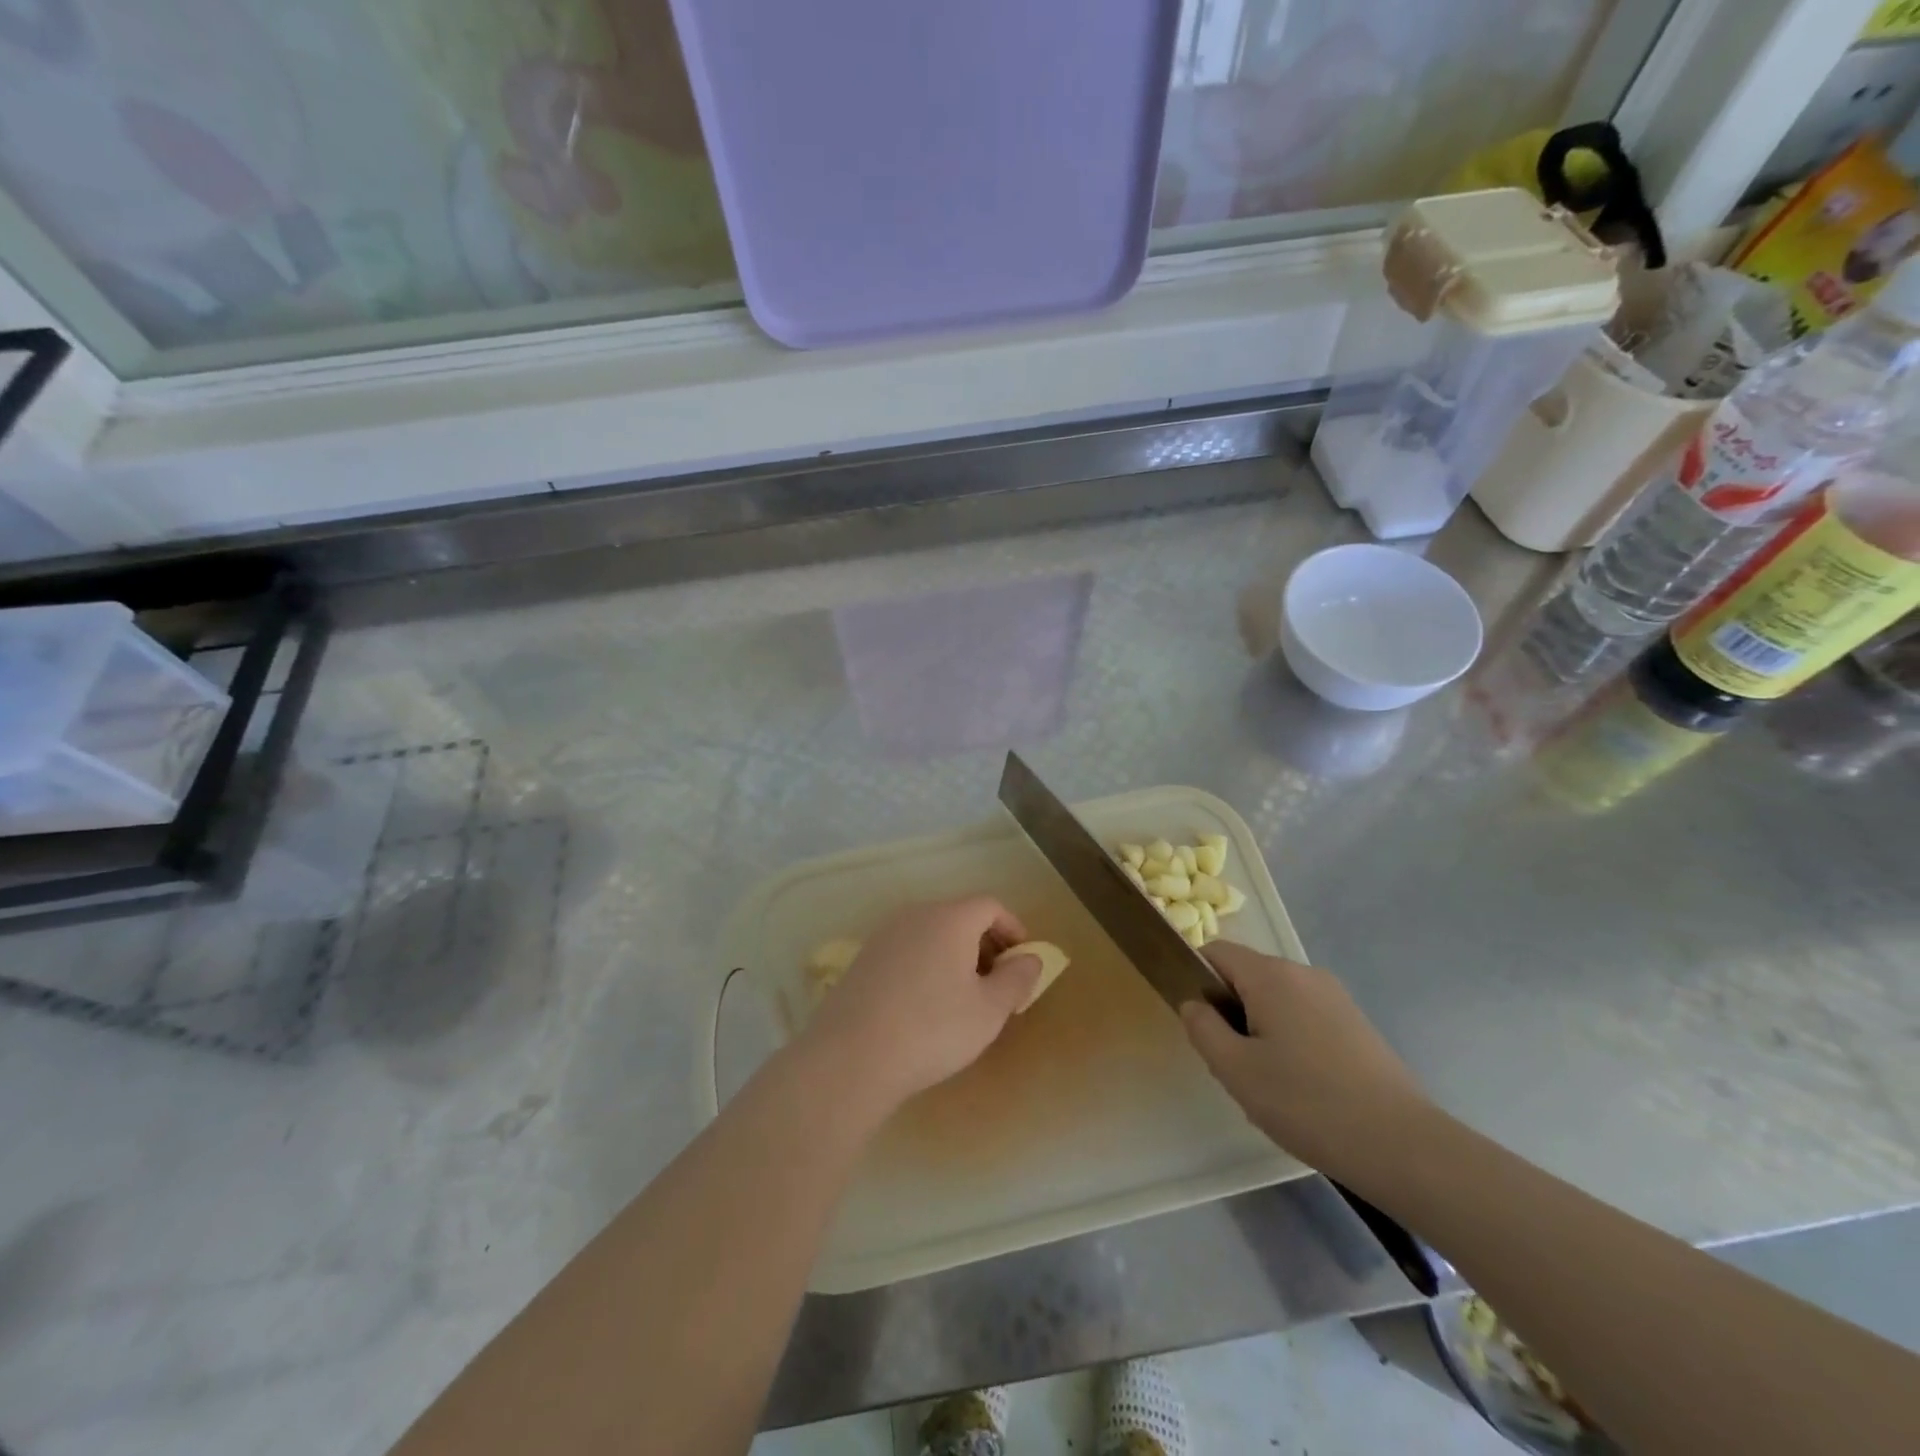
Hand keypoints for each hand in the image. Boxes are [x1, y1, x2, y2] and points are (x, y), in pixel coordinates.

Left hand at [801, 897, 1040, 1111]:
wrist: (851, 1056)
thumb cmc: (933, 1029)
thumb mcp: (989, 1010)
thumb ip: (1017, 979)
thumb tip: (1030, 958)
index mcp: (950, 918)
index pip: (990, 906)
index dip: (1012, 928)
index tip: (1022, 960)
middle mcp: (916, 915)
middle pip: (960, 916)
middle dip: (985, 944)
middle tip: (998, 983)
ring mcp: (884, 934)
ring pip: (932, 932)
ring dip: (955, 955)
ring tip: (964, 997)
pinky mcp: (863, 958)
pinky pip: (908, 949)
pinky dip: (927, 964)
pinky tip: (925, 1004)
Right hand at [1181, 942, 1431, 1181]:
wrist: (1403, 1146)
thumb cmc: (1306, 1103)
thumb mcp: (1234, 1070)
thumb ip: (1202, 1028)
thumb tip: (1194, 1004)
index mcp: (1271, 975)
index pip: (1216, 952)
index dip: (1196, 978)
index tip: (1199, 1024)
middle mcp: (1304, 973)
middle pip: (1248, 976)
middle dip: (1231, 1012)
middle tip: (1232, 1065)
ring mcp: (1336, 998)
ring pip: (1277, 1000)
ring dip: (1261, 1030)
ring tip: (1269, 1084)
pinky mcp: (1357, 1024)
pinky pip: (1305, 1018)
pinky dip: (1291, 1041)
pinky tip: (1303, 1089)